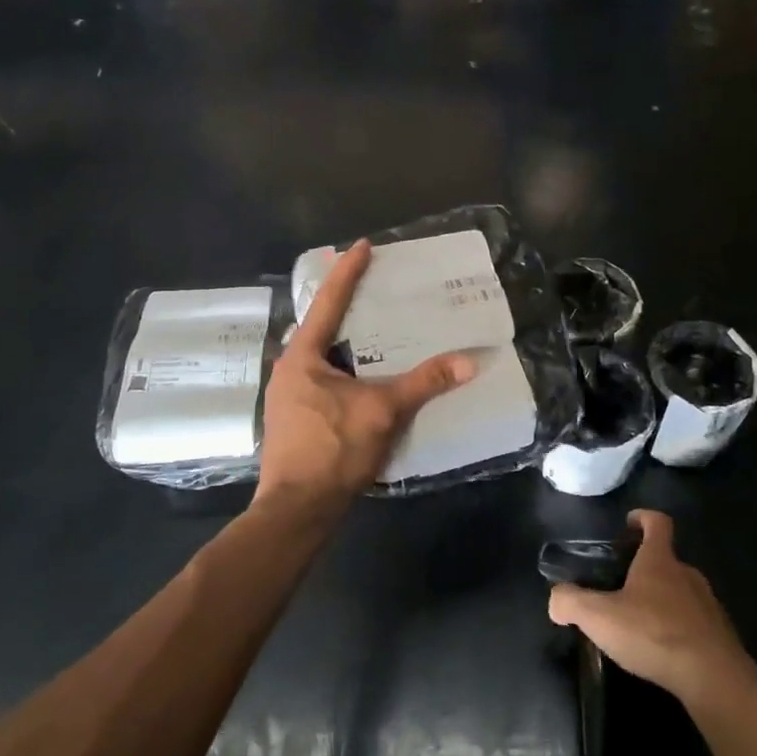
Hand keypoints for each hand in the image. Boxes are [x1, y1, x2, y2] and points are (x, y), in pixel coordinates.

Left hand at [256, 240, 474, 510]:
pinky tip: (366, 379)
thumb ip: (424, 383)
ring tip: (376, 333)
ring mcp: (288, 397)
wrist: (297, 510)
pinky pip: (322, 380)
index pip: (328, 303)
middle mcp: (289, 370)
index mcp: (302, 357)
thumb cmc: (333, 450)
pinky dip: (345, 370)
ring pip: (321, 358)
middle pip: (320, 328)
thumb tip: (468, 361)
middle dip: (347, 309)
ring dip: (347, 344)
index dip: (347, 272)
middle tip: (375, 291)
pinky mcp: (295, 420)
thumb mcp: (383, 411)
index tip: (361, 245)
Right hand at [548, 509, 754, 705]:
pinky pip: (694, 621)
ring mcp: (708, 604)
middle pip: (666, 559)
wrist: (713, 677)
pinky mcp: (719, 634)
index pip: (657, 522)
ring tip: (639, 622)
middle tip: (621, 586)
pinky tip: (662, 649)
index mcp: (660, 560)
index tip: (629, 523)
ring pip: (681, 591)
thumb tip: (555, 599)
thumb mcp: (600, 617)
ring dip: (662, 600)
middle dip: (646, 567)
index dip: (643, 517)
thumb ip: (571, 603)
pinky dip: (678, 627)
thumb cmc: (653, 633)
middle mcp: (687, 574)